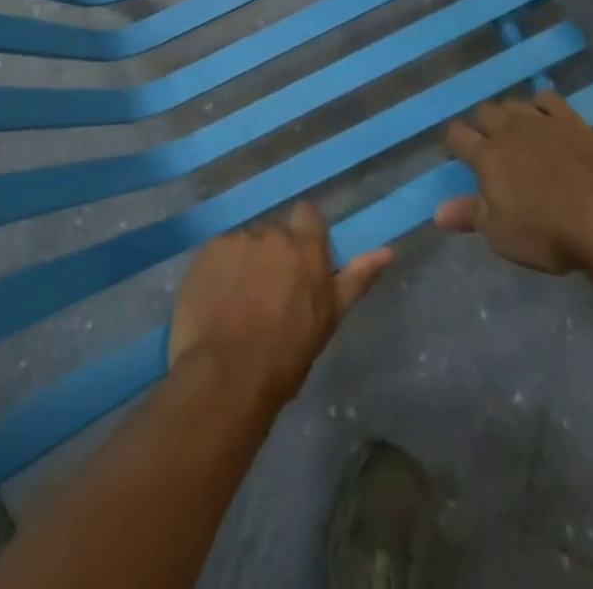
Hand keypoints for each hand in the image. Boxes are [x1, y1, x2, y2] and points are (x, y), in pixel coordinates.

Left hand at [169, 202, 392, 413]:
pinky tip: (214, 304)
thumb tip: (388, 250)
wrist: (226, 376)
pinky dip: (217, 273)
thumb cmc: (285, 356)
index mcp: (305, 247)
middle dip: (271, 256)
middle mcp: (271, 233)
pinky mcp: (205, 252)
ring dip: (243, 265)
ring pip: (243, 246)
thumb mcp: (329, 319)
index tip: (298, 264)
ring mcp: (235, 240)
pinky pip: (216, 256)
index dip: (302, 235)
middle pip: (273, 234)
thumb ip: (357, 278)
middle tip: (267, 296)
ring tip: (236, 306)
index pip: (307, 216)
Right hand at [438, 92, 592, 274]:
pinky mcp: (572, 121)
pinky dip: (540, 104)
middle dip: (480, 125)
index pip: (456, 135)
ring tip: (513, 131)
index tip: (457, 157)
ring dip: (507, 113)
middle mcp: (509, 130)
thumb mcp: (501, 235)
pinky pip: (548, 99)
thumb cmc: (548, 233)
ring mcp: (541, 121)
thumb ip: (470, 216)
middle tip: (487, 146)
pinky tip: (543, 117)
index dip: (453, 144)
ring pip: (513, 103)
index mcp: (486, 155)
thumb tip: (437, 212)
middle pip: (483, 112)